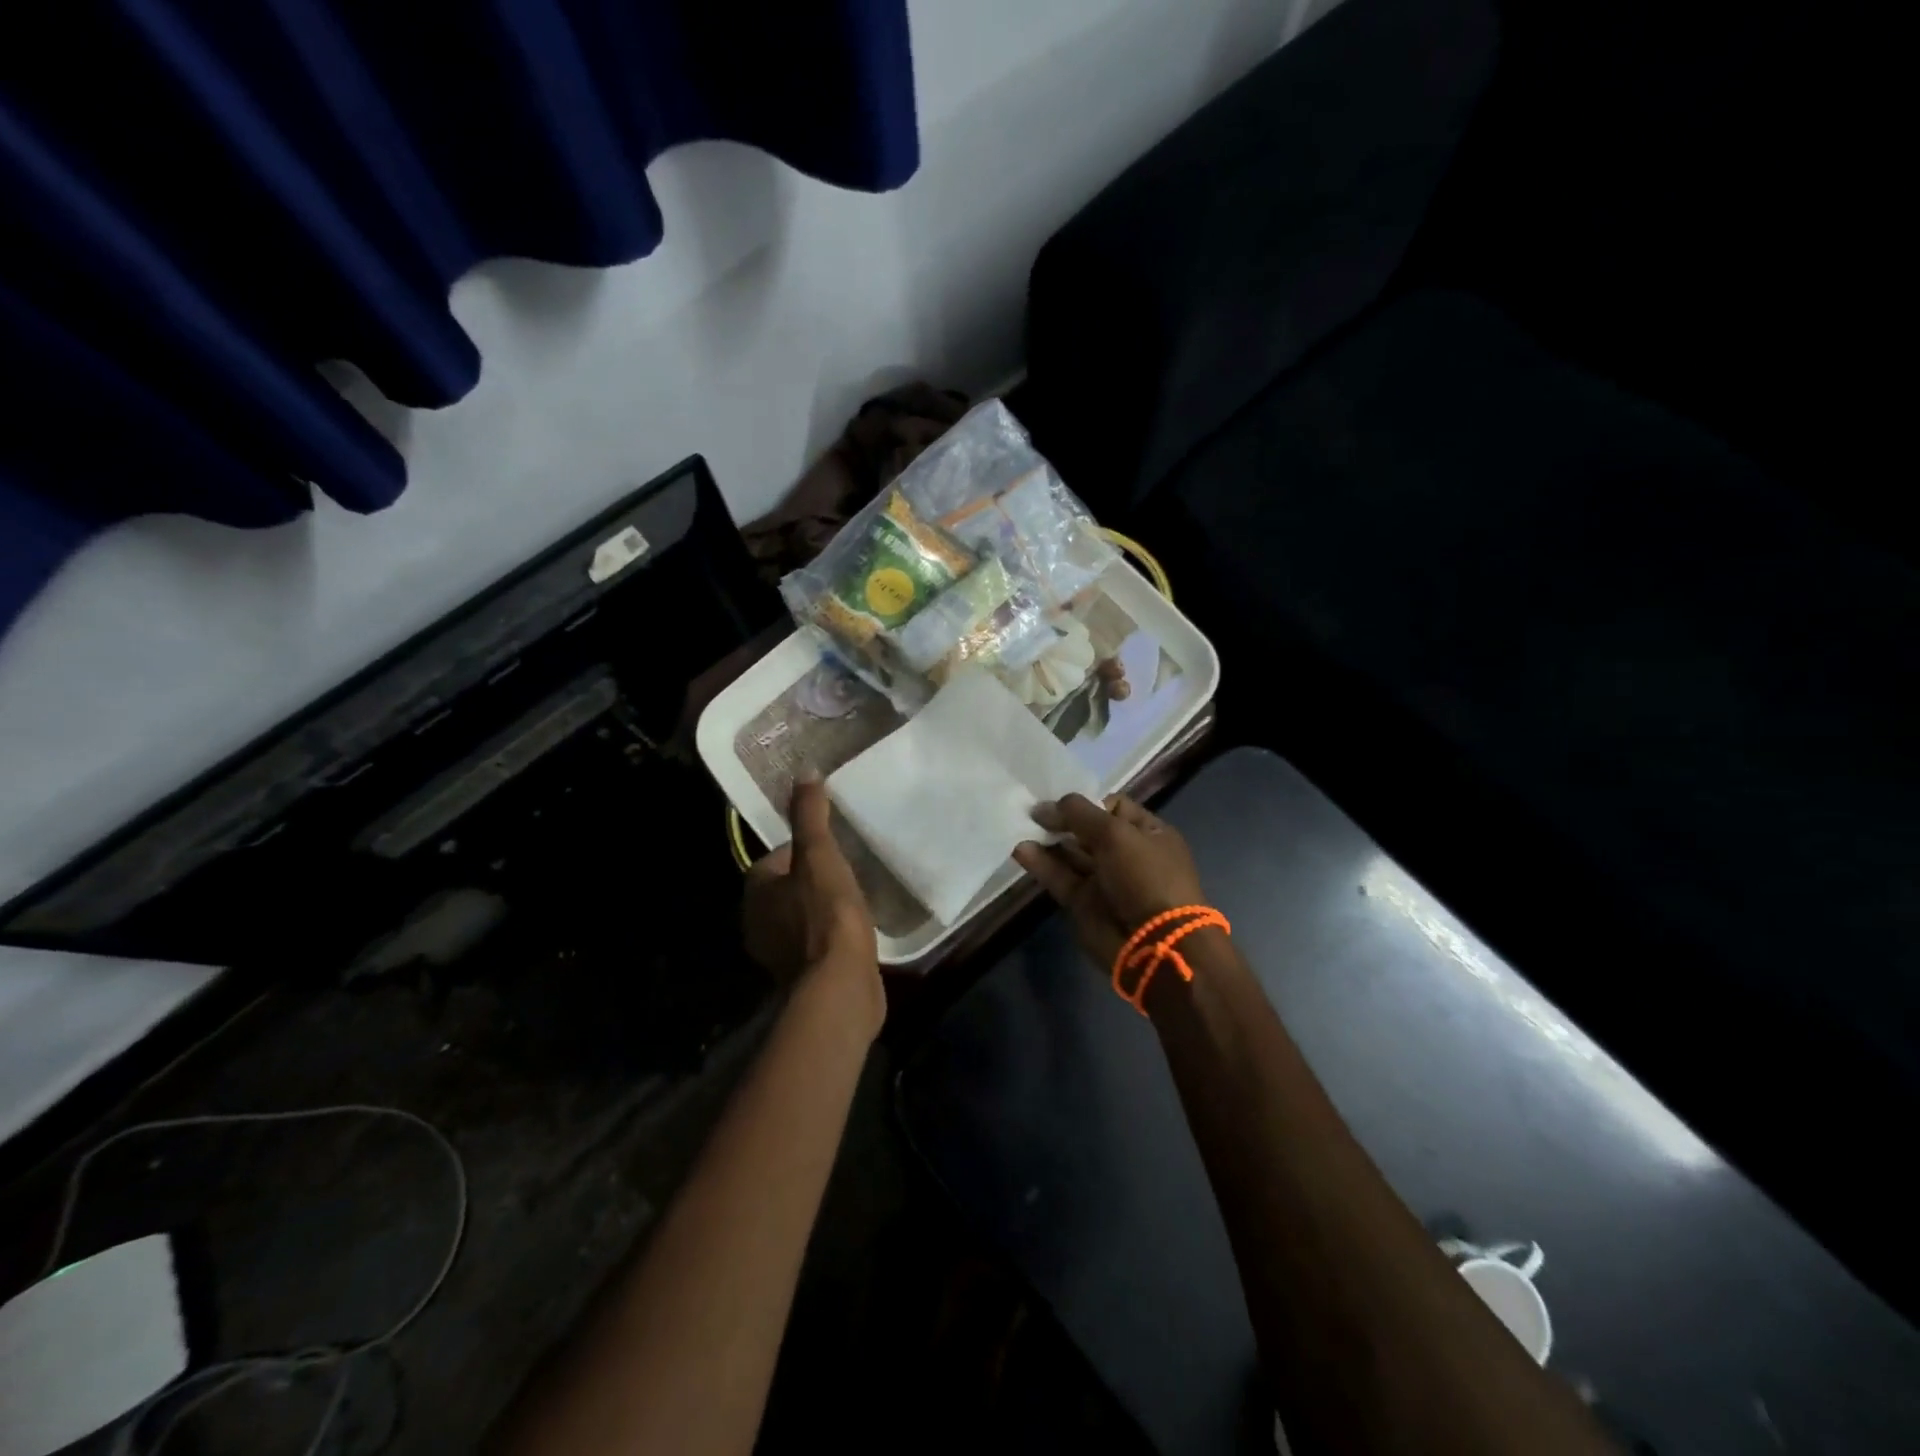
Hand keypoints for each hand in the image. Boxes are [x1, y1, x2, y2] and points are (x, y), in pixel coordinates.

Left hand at [743, 778, 883, 1038]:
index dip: (805, 850)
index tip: (834, 849)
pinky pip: (814, 943)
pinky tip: (855, 934)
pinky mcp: (800, 976)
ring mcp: (777, 953)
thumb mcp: (820, 855)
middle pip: (788, 888)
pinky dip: (830, 936)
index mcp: (756, 889)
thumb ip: (810, 815)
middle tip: (848, 872)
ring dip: (822, 909)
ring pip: (800, 917)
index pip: (777, 857)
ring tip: (856, 900)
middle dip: (813, 880)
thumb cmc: (827, 914)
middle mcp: (757, 921)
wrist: (839, 986)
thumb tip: (805, 772)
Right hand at [1013, 794, 1207, 970]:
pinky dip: (1040, 864)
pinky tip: (1021, 850)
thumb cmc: (1144, 876)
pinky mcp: (1083, 903)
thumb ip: (1079, 814)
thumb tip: (1044, 807)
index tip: (1056, 798)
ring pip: (1070, 854)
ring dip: (1047, 840)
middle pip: (1087, 830)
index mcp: (1147, 832)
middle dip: (1060, 819)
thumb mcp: (1116, 833)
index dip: (1085, 801)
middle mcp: (1126, 853)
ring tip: (1019, 825)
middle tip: (1029, 810)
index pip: (1113, 807)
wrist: (1154, 942)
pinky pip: (1059, 877)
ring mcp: (1105, 880)